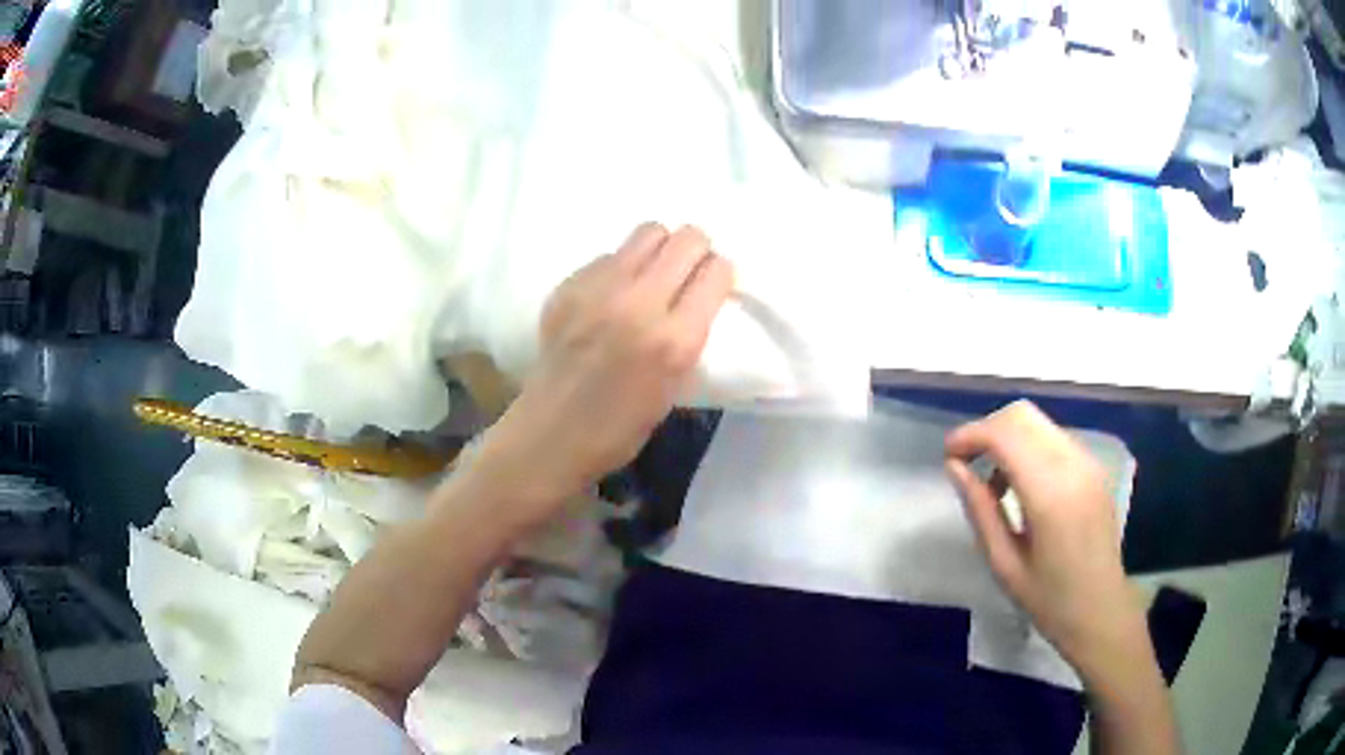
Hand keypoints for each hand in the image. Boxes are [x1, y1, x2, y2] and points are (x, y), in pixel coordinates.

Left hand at [462, 223, 733, 527]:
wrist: (551, 435)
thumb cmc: (621, 426)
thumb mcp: (677, 385)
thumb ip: (690, 333)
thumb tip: (697, 293)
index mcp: (674, 340)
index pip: (716, 270)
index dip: (719, 275)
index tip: (712, 287)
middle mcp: (639, 302)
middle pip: (687, 238)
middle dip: (697, 251)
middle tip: (687, 274)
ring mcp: (598, 289)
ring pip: (649, 231)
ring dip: (660, 249)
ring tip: (651, 276)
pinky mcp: (568, 285)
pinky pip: (609, 255)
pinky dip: (620, 268)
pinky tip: (610, 298)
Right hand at [944, 401, 1148, 681]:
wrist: (1102, 610)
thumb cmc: (1049, 600)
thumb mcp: (1004, 565)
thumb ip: (980, 511)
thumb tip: (954, 468)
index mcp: (1050, 494)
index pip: (1005, 434)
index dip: (970, 436)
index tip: (948, 457)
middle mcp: (1073, 465)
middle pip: (1022, 416)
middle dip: (987, 430)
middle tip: (966, 464)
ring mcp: (1088, 462)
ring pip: (1038, 423)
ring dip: (1008, 439)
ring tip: (993, 484)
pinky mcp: (1094, 467)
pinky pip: (1053, 438)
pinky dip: (1028, 447)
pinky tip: (1021, 486)